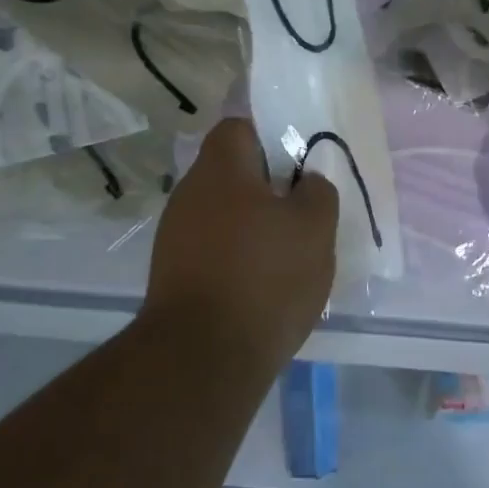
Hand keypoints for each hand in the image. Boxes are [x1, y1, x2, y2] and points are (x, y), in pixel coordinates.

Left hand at [143, 117, 338, 371]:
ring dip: (251, 226)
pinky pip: (212, 249)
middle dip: (266, 188)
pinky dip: (235, 258)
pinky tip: (260, 286)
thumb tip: (306, 182)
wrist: (201, 359)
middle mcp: (189, 193)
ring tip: (286, 254)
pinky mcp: (171, 275)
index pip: (239, 127)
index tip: (297, 165)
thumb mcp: (314, 227)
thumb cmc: (264, 277)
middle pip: (231, 173)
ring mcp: (174, 236)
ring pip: (222, 214)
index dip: (270, 138)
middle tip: (301, 212)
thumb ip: (317, 192)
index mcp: (220, 169)